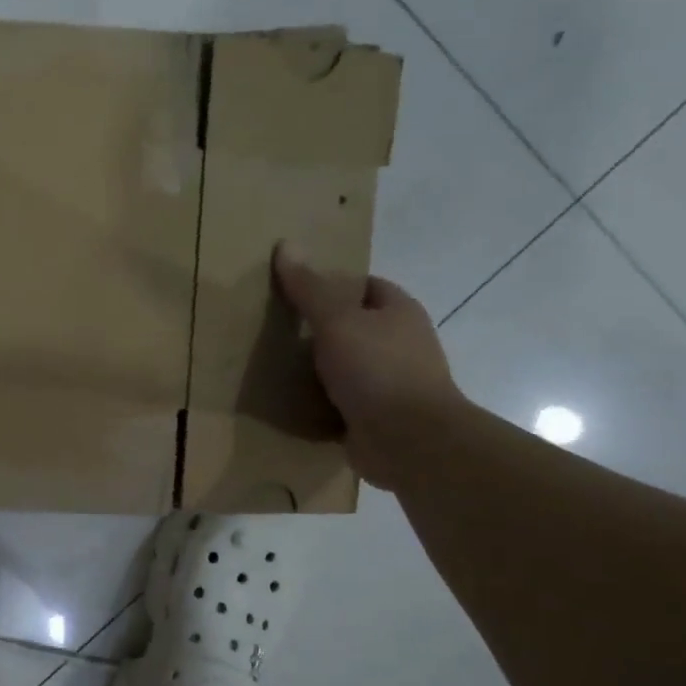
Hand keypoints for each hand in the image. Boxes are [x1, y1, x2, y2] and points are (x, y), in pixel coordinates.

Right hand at [272, 242, 464, 490]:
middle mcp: (400, 344)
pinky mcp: (377, 417)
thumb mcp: (337, 321)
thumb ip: (310, 288)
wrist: (410, 441)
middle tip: (275, 327)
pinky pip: (341, 401)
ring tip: (275, 364)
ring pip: (346, 366)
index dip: (332, 284)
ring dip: (318, 368)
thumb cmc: (377, 369)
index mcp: (399, 312)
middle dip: (320, 328)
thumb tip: (286, 244)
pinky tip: (290, 400)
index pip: (365, 286)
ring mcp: (390, 383)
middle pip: (354, 326)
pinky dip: (320, 401)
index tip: (294, 291)